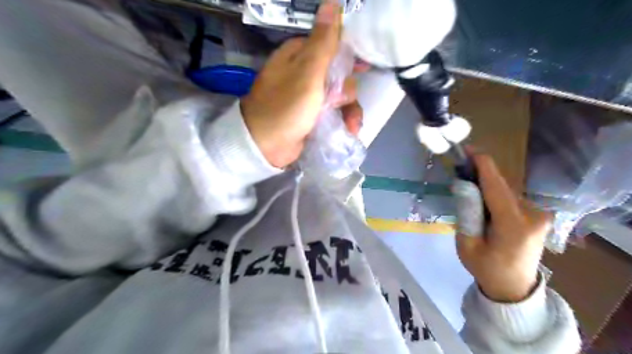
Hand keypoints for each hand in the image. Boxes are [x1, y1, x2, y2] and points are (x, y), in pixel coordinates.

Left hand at [240, 0, 361, 168]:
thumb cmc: (285, 108)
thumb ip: (323, 43)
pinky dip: (343, 121)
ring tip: (351, 126)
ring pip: (340, 96)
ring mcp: (308, 97)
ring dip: (350, 111)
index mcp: (299, 56)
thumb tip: (332, 3)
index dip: (349, 55)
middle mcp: (304, 74)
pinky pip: (335, 113)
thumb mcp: (306, 74)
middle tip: (340, 103)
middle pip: (339, 74)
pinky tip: (349, 131)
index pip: (331, 45)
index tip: (364, 67)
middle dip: (347, 92)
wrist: (265, 147)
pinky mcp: (312, 116)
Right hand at [455, 154, 553, 302]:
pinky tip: (481, 195)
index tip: (468, 150)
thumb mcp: (467, 244)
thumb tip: (464, 187)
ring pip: (506, 190)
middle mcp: (532, 215)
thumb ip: (466, 213)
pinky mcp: (536, 215)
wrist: (514, 288)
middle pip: (502, 185)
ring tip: (467, 182)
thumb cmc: (486, 269)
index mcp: (513, 225)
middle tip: (460, 166)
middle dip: (481, 173)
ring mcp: (538, 215)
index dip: (483, 166)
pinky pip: (509, 197)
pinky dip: (494, 192)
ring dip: (486, 183)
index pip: (496, 187)